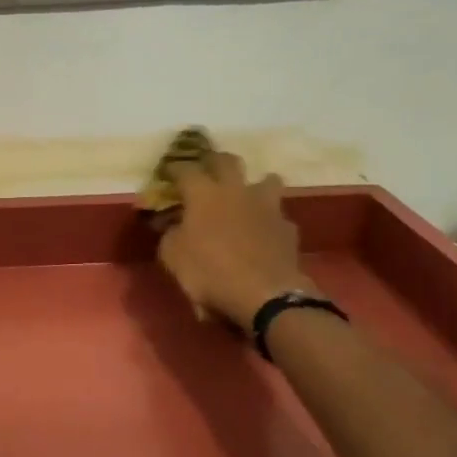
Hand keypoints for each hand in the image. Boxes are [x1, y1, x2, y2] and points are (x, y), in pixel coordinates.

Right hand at [157, 153, 313, 326]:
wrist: (264, 295)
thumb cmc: (210, 273)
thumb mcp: (173, 257)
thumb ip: (169, 234)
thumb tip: (171, 224)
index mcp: (203, 194)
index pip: (185, 169)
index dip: (175, 169)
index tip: (169, 174)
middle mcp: (236, 190)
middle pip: (227, 161)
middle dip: (214, 162)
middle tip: (207, 170)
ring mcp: (267, 206)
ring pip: (266, 180)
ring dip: (255, 185)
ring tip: (248, 197)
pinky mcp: (288, 228)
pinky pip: (278, 216)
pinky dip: (269, 221)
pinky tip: (265, 234)